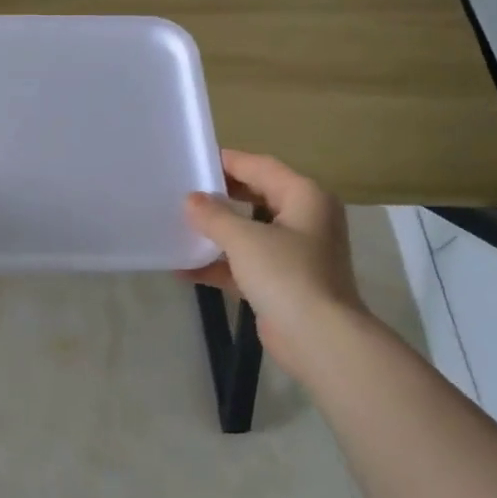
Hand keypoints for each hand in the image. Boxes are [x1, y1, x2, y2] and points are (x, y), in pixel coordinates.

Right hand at [182, 150, 369, 381]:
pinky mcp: (282, 282)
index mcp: (304, 197)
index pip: (260, 167)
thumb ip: (213, 215)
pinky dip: (219, 264)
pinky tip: (184, 269)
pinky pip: (245, 263)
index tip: (193, 160)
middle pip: (256, 197)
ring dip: (216, 232)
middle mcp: (304, 219)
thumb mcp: (243, 238)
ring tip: (178, 225)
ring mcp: (295, 252)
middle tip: (182, 191)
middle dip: (220, 197)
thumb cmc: (286, 274)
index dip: (227, 161)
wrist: (318, 338)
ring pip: (249, 231)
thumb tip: (191, 200)